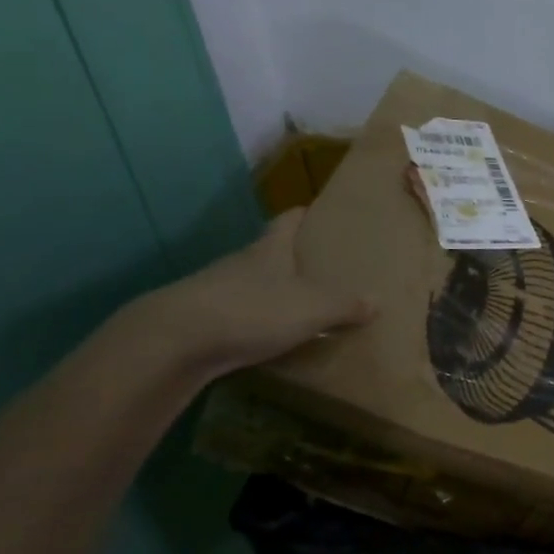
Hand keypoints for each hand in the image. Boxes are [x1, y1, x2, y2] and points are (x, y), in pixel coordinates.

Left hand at [153, 208, 374, 371]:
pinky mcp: (202, 320)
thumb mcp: (311, 308)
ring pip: (252, 284)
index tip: (320, 213)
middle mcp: (242, 262)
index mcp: (270, 249)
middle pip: (270, 251)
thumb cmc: (252, 310)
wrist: (176, 341)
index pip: (288, 219)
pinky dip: (255, 321)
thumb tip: (377, 302)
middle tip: (323, 267)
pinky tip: (270, 338)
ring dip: (273, 291)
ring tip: (302, 306)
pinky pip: (238, 314)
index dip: (304, 214)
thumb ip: (345, 305)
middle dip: (293, 257)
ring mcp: (217, 290)